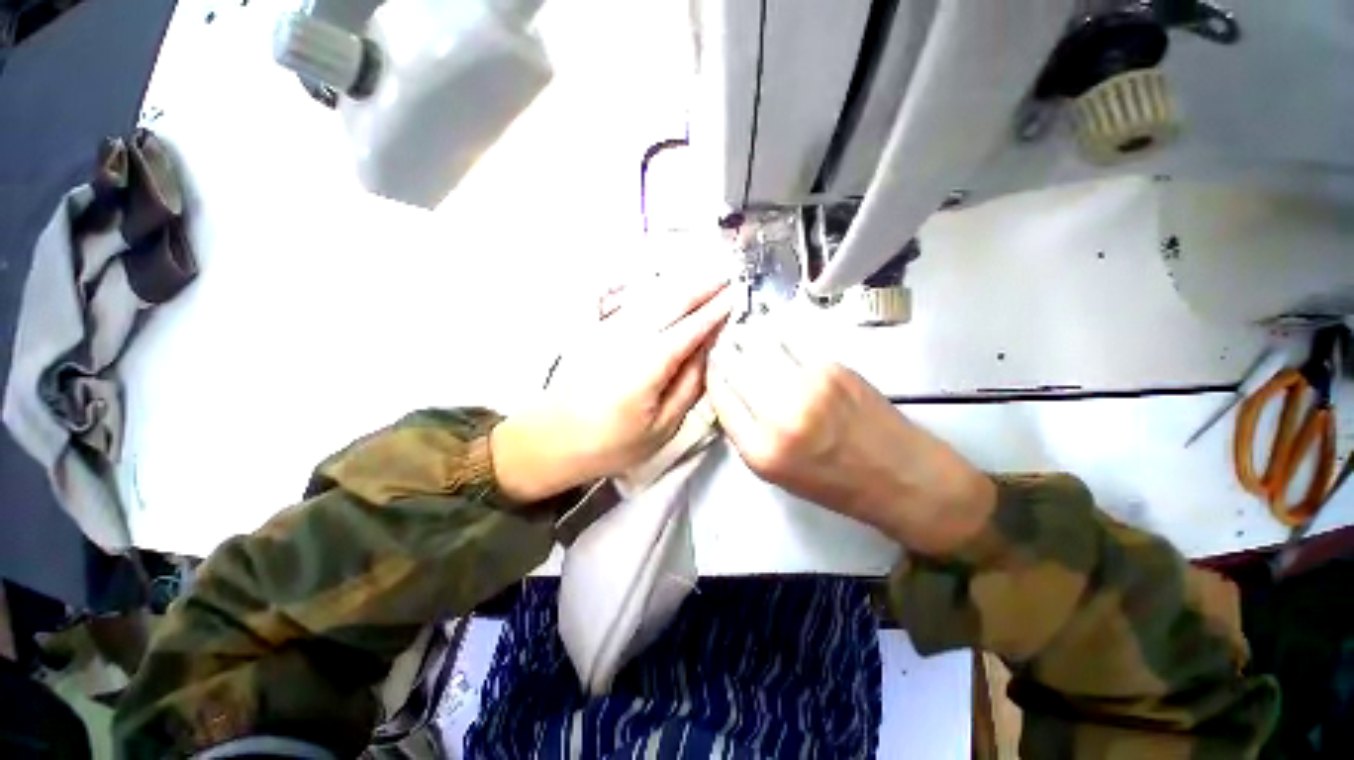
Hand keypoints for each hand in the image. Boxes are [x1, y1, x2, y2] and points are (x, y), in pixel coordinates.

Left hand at [491, 269, 731, 502]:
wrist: (551, 438)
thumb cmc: (611, 443)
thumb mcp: (662, 426)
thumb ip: (690, 386)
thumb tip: (710, 353)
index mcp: (649, 363)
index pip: (692, 326)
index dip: (717, 309)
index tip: (738, 294)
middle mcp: (631, 336)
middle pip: (673, 300)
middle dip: (703, 286)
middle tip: (729, 276)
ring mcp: (612, 329)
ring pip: (654, 296)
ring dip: (683, 285)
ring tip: (708, 279)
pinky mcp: (600, 331)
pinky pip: (638, 303)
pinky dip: (660, 294)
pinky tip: (671, 293)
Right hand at [705, 330, 996, 555]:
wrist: (899, 476)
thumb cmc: (833, 482)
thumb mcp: (774, 472)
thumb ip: (745, 431)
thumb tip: (728, 389)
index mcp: (760, 450)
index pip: (719, 396)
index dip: (712, 375)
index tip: (712, 364)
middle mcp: (779, 416)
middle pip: (734, 365)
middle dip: (724, 351)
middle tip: (724, 344)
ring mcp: (808, 386)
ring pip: (758, 345)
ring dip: (746, 336)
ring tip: (744, 333)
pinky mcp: (832, 367)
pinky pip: (789, 341)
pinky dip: (774, 335)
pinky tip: (771, 334)